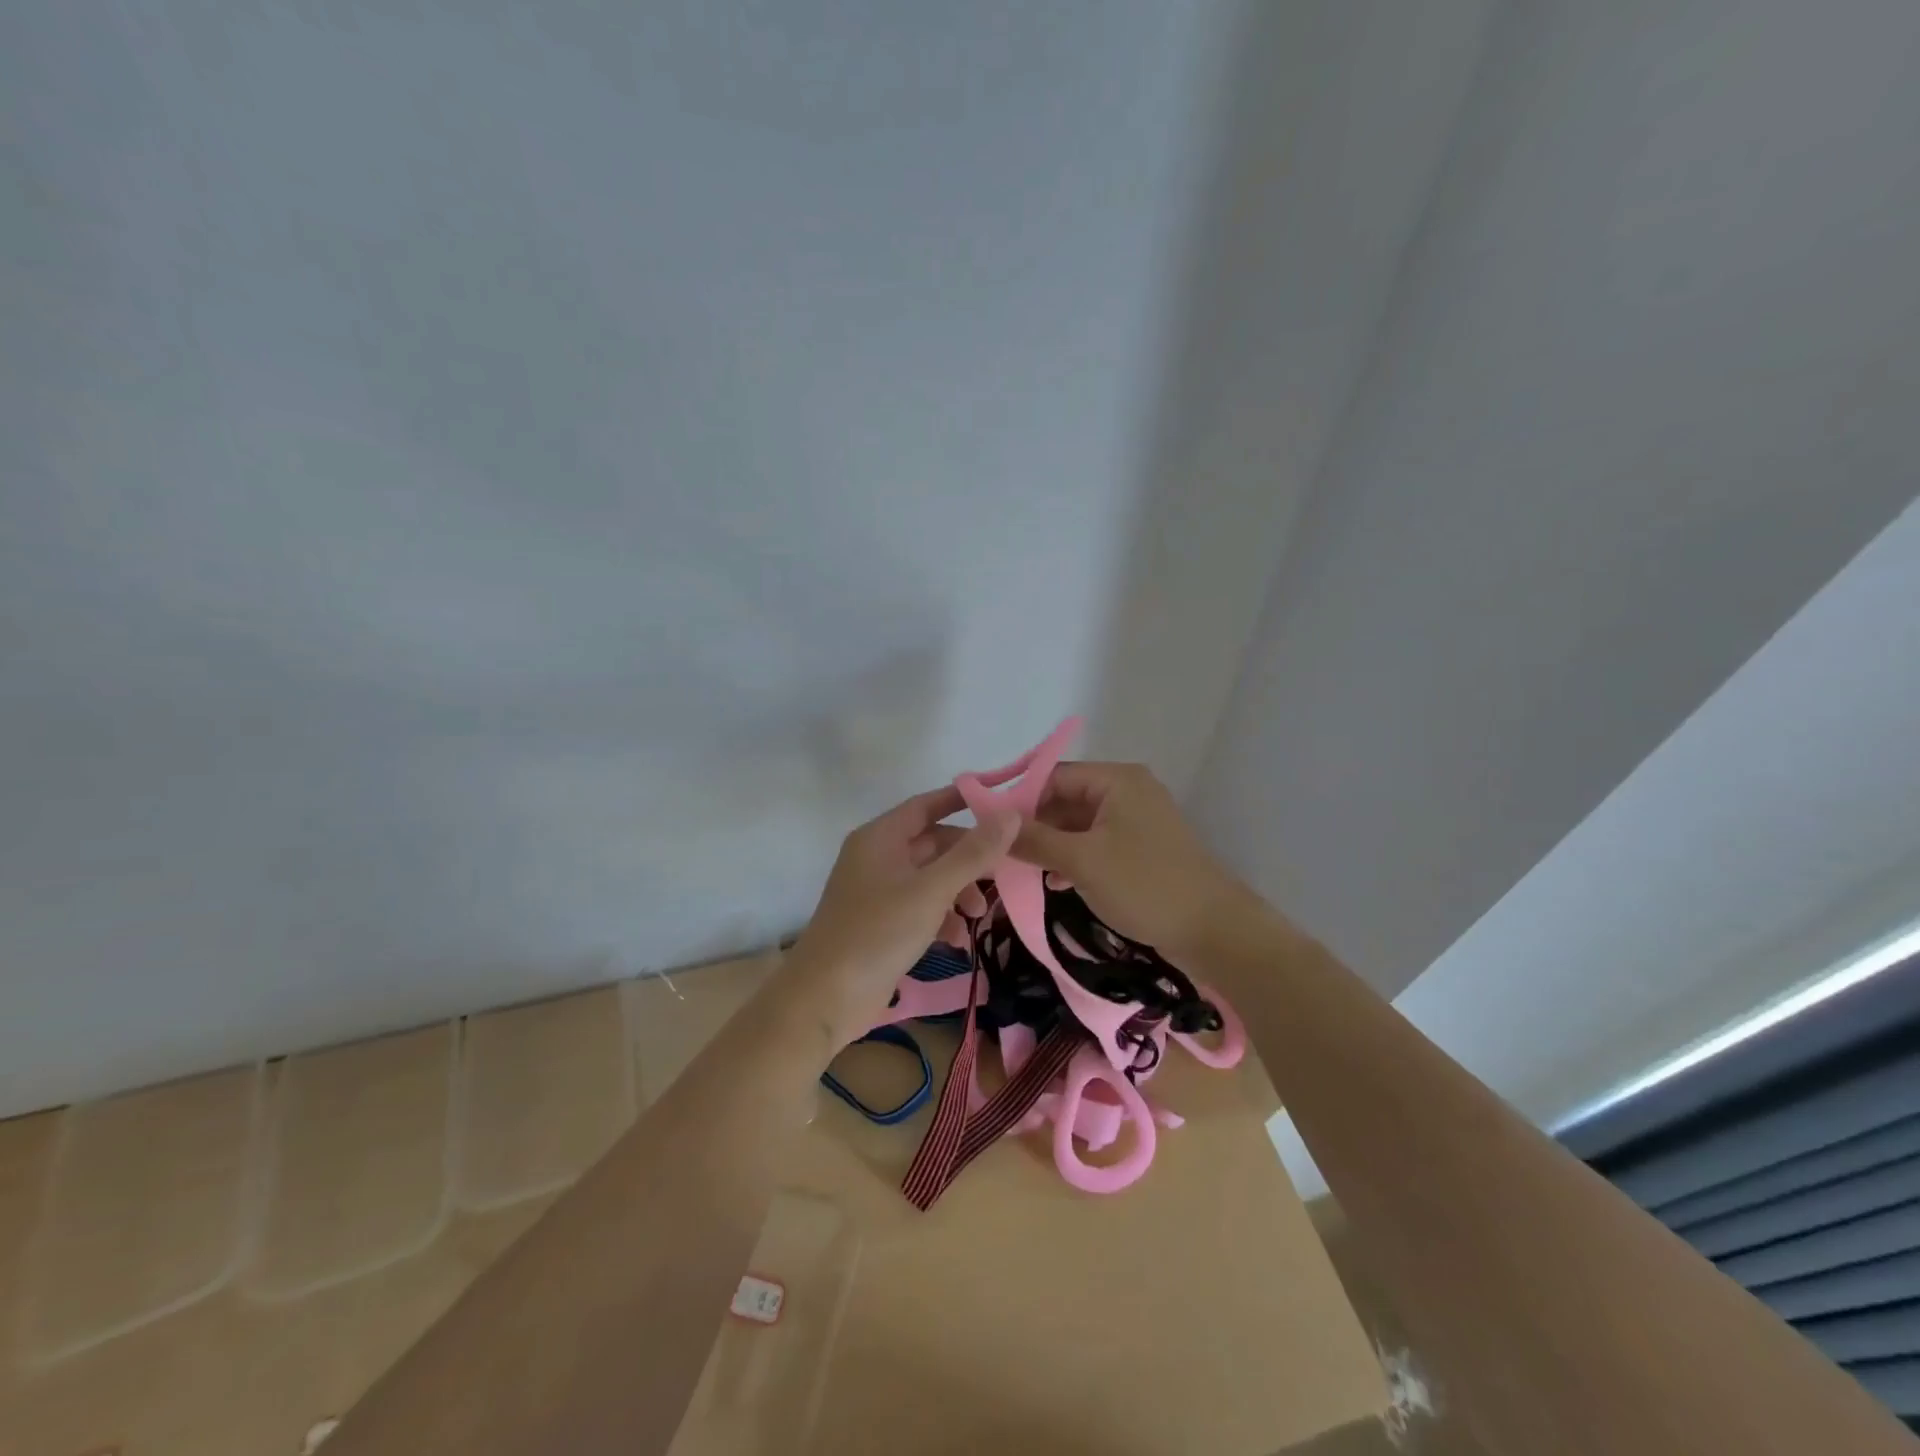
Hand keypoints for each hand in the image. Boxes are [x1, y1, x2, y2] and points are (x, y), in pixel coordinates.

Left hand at [784, 787, 1016, 1045]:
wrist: (826, 997)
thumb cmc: (878, 932)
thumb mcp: (932, 890)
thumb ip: (973, 853)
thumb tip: (1011, 814)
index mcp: (880, 837)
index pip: (926, 805)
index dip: (962, 801)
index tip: (1001, 804)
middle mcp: (877, 857)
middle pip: (932, 843)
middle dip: (968, 858)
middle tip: (1003, 873)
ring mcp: (877, 892)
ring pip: (929, 877)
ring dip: (959, 891)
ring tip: (980, 916)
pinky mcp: (880, 923)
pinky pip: (919, 907)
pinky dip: (941, 917)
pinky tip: (957, 940)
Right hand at [1010, 762, 1265, 960]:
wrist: (1214, 931)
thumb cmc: (1146, 886)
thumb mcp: (1082, 861)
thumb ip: (1035, 839)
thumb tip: (992, 823)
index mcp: (1116, 780)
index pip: (1053, 776)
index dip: (1018, 799)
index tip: (987, 828)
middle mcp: (1127, 791)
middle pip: (1065, 799)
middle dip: (1033, 826)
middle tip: (998, 853)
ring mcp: (1136, 821)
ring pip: (1078, 825)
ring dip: (1051, 845)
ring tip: (1019, 869)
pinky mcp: (1141, 849)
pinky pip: (1096, 844)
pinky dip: (1073, 858)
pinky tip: (1052, 882)